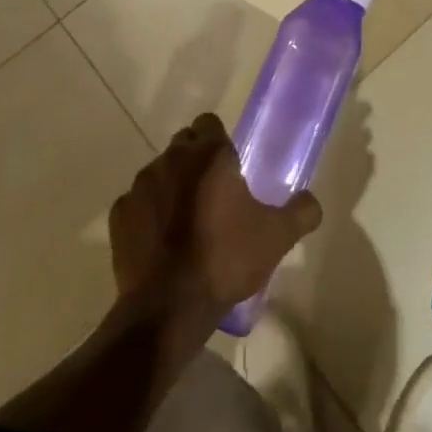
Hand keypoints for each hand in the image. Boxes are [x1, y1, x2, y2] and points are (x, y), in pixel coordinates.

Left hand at [109, 113, 322, 324]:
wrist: (168, 308)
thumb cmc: (226, 260)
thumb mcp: (277, 237)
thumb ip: (301, 212)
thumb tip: (311, 201)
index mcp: (209, 155)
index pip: (209, 123)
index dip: (220, 139)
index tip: (231, 164)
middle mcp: (171, 160)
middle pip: (184, 144)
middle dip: (196, 160)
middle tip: (214, 192)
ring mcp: (140, 187)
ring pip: (159, 172)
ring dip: (172, 186)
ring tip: (187, 220)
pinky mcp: (119, 215)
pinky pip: (137, 203)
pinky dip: (148, 214)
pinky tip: (161, 241)